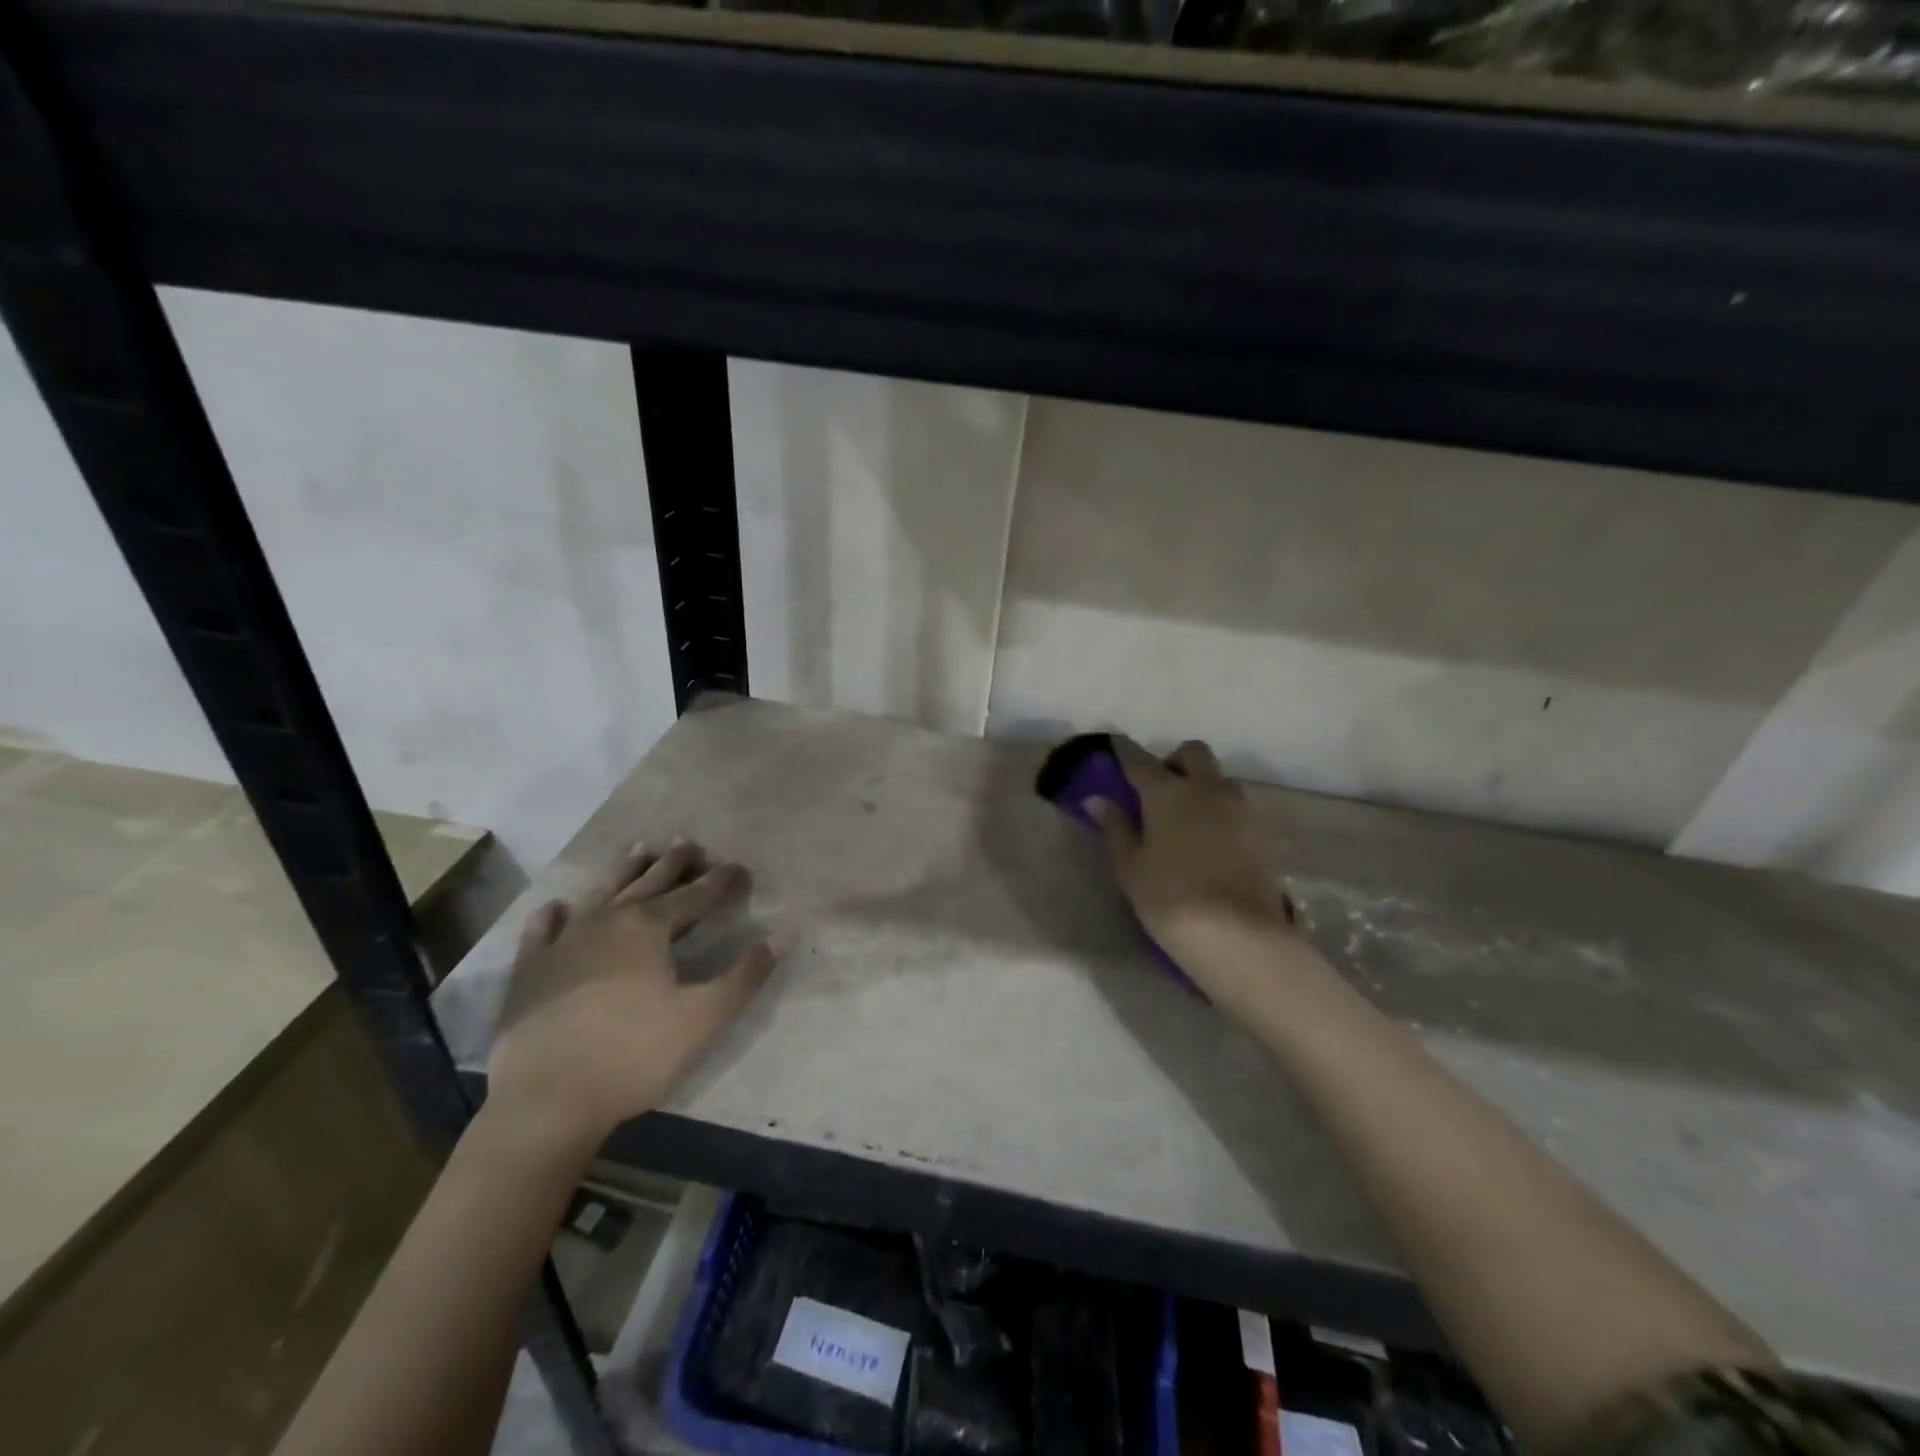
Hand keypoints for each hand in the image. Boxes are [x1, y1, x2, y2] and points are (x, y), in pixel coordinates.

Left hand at [486, 842, 776, 1146]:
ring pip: (600, 893)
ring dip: (622, 871)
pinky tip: (556, 907)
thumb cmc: (634, 1054)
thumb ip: (745, 976)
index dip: (722, 881)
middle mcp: (607, 921)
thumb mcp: (704, 1017)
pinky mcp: (530, 971)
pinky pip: (542, 931)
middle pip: (648, 882)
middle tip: (688, 843)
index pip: (696, 894)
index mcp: (649, 927)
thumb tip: (781, 938)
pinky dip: (553, 916)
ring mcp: (564, 942)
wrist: (546, 1099)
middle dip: (673, 863)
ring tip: (638, 849)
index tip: (741, 868)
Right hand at [1087, 740, 1294, 1002]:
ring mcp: (1238, 808)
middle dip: (1173, 761)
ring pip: (1217, 778)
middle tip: (1156, 790)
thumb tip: (1098, 799)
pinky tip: (1204, 839)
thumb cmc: (1170, 898)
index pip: (1140, 760)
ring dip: (1199, 784)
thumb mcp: (1130, 867)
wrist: (1239, 936)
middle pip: (1192, 753)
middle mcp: (1206, 789)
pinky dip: (1216, 809)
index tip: (1114, 749)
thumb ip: (1115, 828)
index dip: (1124, 753)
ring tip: (1181, 818)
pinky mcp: (1259, 831)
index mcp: (1168, 792)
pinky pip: (1233, 805)